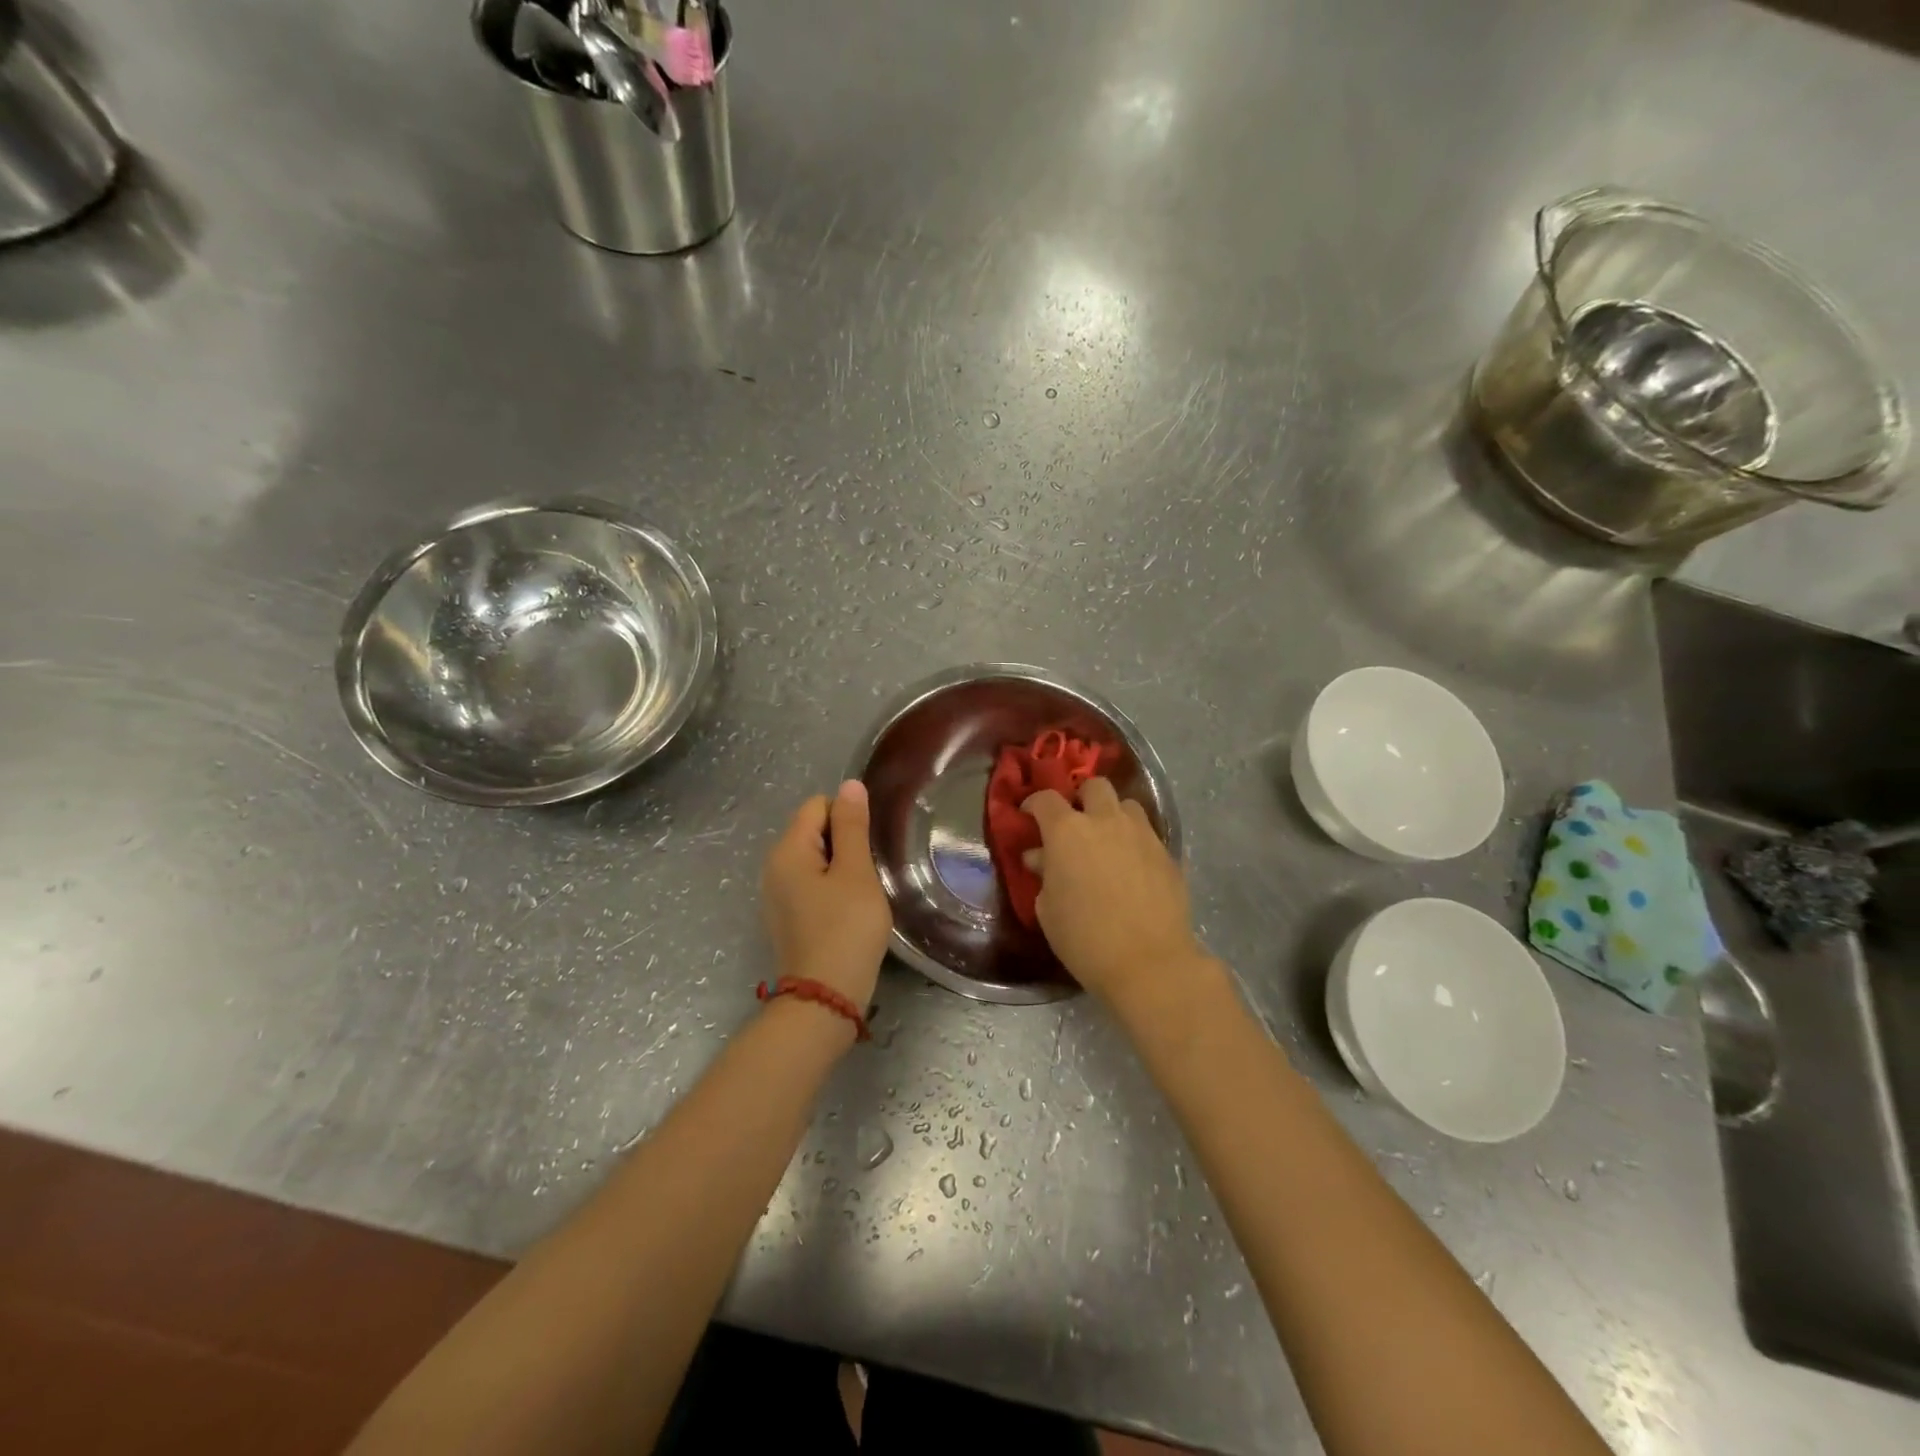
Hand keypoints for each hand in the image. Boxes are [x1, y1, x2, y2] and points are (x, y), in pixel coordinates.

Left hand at [761, 781, 892, 1010]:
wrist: (825, 998)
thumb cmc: (846, 929)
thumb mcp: (856, 873)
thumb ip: (852, 826)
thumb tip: (849, 785)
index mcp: (787, 850)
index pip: (818, 806)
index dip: (848, 818)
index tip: (868, 848)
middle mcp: (774, 867)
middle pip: (814, 831)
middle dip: (845, 843)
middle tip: (868, 873)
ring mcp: (777, 894)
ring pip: (816, 860)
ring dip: (841, 868)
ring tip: (862, 894)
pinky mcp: (787, 917)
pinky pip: (811, 885)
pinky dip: (831, 890)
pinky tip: (848, 913)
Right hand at [1024, 777, 1209, 1014]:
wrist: (1149, 962)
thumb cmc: (1084, 938)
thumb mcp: (1048, 909)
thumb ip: (1044, 874)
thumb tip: (1041, 857)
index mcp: (1067, 831)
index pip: (1046, 799)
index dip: (1034, 804)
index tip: (1028, 816)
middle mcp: (1106, 821)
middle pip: (1094, 787)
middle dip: (1081, 798)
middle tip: (1075, 823)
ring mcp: (1141, 834)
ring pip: (1126, 805)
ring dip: (1112, 815)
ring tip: (1107, 841)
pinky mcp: (1167, 853)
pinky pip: (1147, 834)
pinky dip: (1134, 841)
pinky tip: (1131, 867)